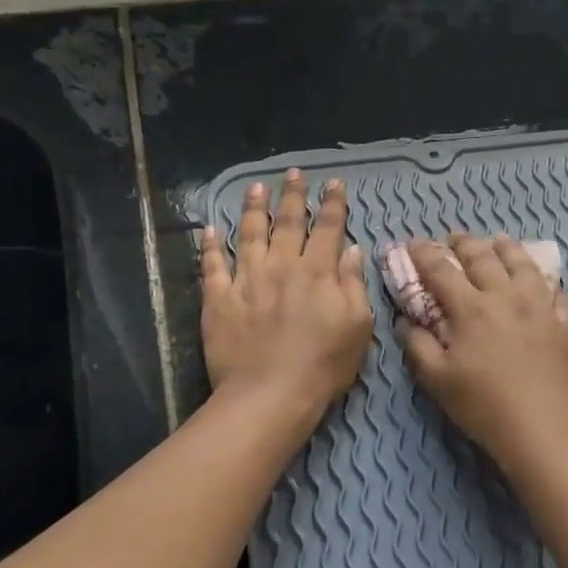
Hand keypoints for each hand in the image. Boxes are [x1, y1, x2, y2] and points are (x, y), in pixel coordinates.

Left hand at [201, 171, 372, 423]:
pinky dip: (211, 245)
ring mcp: (247, 280)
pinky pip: (212, 265)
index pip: (328, 228)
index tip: (333, 182)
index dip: (332, 204)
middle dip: (293, 195)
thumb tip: (352, 250)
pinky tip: (210, 229)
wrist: (270, 394)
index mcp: (318, 272)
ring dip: (253, 208)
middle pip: (288, 223)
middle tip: (293, 173)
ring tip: (255, 187)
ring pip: (249, 234)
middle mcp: (282, 266)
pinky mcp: (219, 299)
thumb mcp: (357, 326)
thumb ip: (354, 284)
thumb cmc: (324, 364)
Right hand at [399, 235, 567, 469]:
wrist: (543, 429)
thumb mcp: (437, 379)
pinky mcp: (566, 323)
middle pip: (484, 257)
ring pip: (524, 265)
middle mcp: (506, 296)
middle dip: (464, 243)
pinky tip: (542, 282)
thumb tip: (407, 320)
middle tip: (454, 238)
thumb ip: (418, 344)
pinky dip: (544, 281)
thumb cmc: (483, 406)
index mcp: (471, 308)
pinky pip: (556, 292)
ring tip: (499, 241)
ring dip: (507, 248)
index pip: (442, 269)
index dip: (424, 253)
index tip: (414, 244)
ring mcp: (541, 307)